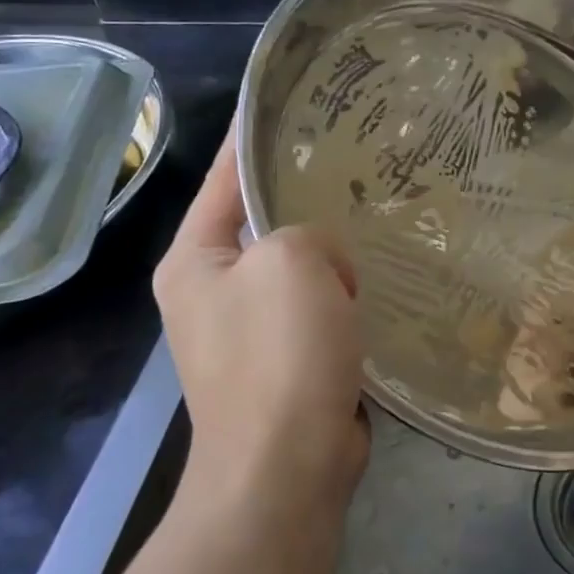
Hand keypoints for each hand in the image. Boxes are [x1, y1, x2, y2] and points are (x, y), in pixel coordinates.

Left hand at [152, 131, 369, 512]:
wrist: (286, 470)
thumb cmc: (278, 355)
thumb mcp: (291, 261)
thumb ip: (306, 232)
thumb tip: (327, 269)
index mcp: (194, 259)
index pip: (226, 178)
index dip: (256, 137)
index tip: (293, 103)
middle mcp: (212, 290)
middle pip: (262, 223)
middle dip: (305, 195)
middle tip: (358, 162)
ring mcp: (247, 331)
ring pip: (296, 268)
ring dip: (331, 252)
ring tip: (377, 215)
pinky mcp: (285, 362)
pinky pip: (316, 307)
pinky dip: (343, 294)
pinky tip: (379, 278)